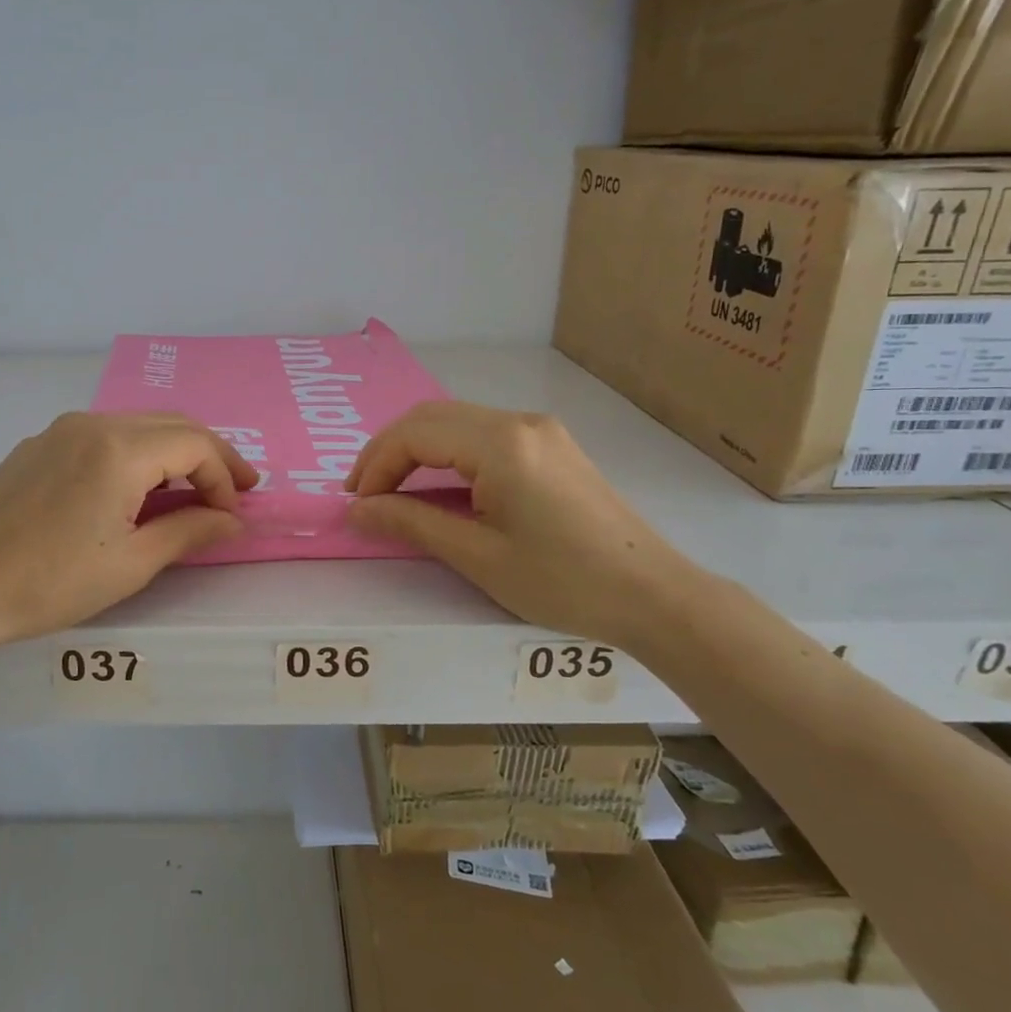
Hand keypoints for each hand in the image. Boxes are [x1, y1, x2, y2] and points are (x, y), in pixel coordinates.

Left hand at [0, 412, 256, 648]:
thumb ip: (191, 531)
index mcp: (118, 449)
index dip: (223, 476)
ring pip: (136, 425)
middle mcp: (91, 423)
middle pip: (170, 424)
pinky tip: (134, 489)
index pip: (194, 444)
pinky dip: (134, 454)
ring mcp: (60, 430)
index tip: (232, 514)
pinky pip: (101, 436)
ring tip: (190, 490)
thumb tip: (234, 521)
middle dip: (208, 455)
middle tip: (234, 490)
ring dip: (172, 452)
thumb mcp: (133, 563)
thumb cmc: (53, 582)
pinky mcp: (38, 445)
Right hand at [344, 400, 697, 649]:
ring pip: (455, 421)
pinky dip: (446, 453)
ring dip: (415, 450)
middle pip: (431, 417)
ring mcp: (539, 430)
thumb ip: (411, 523)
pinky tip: (437, 485)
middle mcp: (518, 421)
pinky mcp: (550, 445)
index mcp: (501, 443)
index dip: (376, 465)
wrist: (653, 595)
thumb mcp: (478, 556)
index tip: (356, 505)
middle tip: (363, 493)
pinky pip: (481, 434)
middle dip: (388, 451)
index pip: (415, 434)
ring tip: (391, 490)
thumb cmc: (563, 581)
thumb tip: (356, 511)